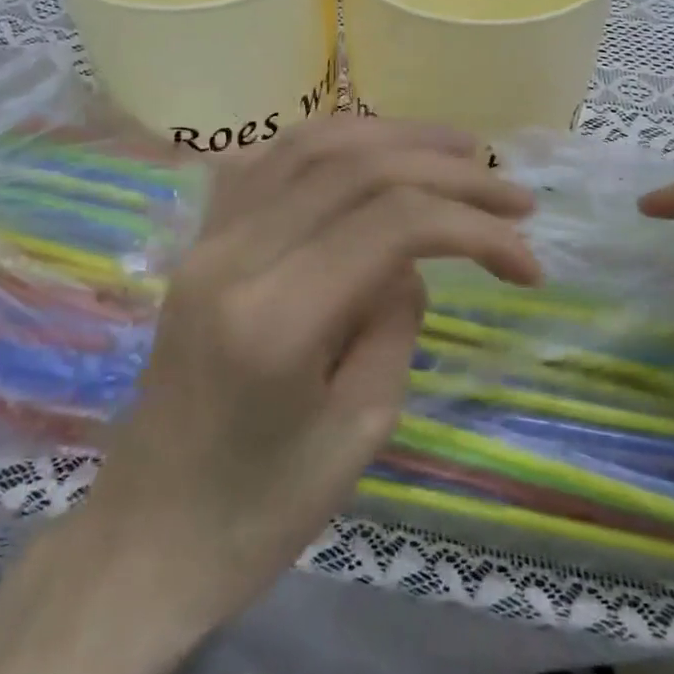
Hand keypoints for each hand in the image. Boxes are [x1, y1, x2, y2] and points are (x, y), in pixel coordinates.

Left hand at [81, 116, 540, 626]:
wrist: (145, 536)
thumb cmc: (259, 513)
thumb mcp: (360, 431)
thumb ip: (397, 322)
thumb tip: (411, 261)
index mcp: (276, 318)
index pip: (393, 224)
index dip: (474, 226)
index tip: (528, 263)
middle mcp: (234, 255)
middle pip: (356, 168)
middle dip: (448, 171)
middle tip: (513, 190)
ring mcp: (208, 239)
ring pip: (311, 145)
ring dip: (394, 136)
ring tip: (458, 150)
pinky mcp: (200, 241)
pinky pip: (270, 161)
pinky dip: (333, 143)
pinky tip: (373, 149)